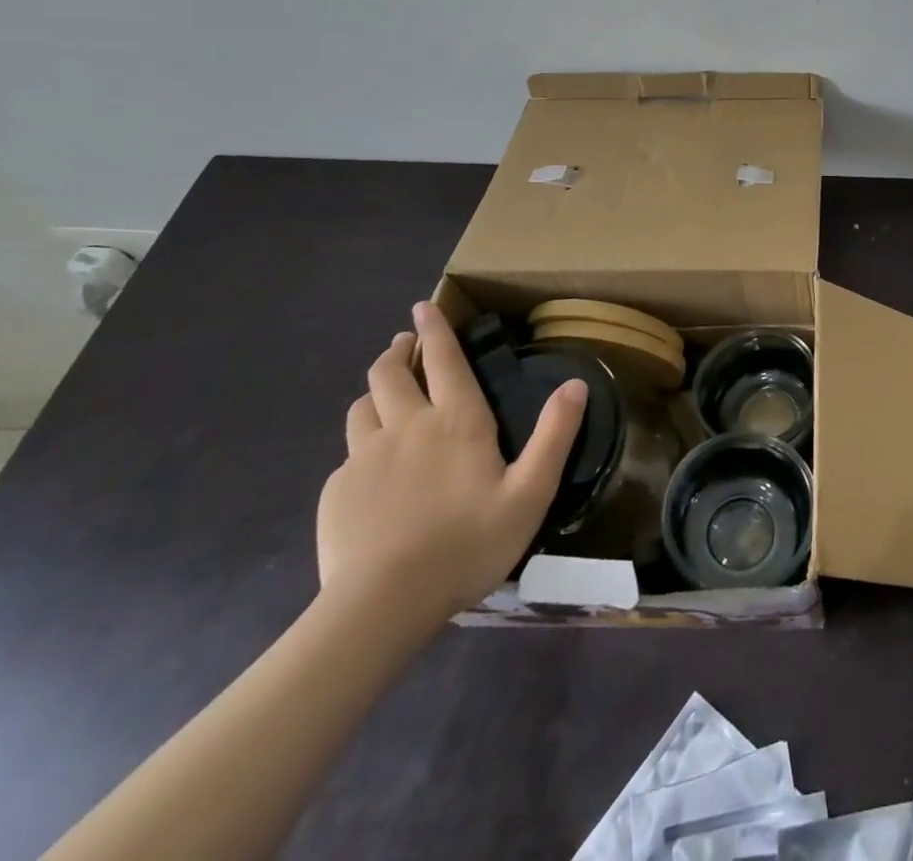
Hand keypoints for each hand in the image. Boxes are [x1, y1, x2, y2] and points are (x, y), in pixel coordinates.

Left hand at [318, 302, 586, 631]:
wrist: (381, 606)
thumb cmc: (467, 545)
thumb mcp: (530, 493)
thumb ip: (555, 435)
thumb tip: (576, 383)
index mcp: (457, 422)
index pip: (445, 361)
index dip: (436, 330)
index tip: (423, 306)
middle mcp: (407, 427)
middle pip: (389, 374)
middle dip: (398, 351)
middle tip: (404, 344)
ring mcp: (364, 458)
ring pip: (361, 407)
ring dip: (374, 392)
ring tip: (384, 396)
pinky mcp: (336, 491)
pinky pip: (348, 454)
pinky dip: (361, 445)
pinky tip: (371, 469)